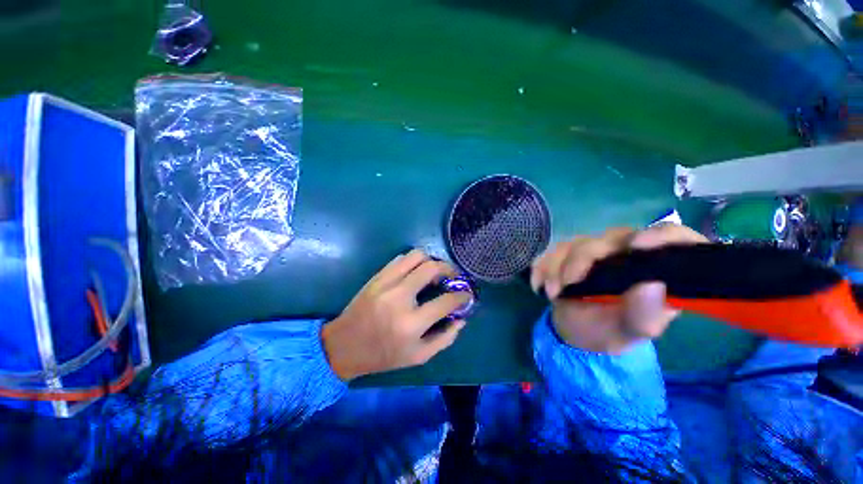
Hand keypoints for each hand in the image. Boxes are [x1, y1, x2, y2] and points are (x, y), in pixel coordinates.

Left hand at [322, 250, 470, 380]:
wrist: (344, 345)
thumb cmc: (383, 355)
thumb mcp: (418, 356)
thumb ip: (445, 338)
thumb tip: (461, 318)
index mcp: (411, 323)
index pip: (446, 301)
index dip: (462, 296)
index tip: (466, 294)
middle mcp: (399, 297)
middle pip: (431, 268)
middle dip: (449, 269)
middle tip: (453, 277)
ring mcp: (386, 283)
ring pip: (416, 256)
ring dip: (431, 261)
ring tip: (434, 272)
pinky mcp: (377, 277)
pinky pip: (401, 258)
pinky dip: (414, 261)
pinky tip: (415, 272)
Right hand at [530, 224, 708, 353]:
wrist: (573, 330)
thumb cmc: (606, 332)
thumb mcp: (627, 333)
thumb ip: (644, 315)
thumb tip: (653, 285)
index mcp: (656, 271)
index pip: (674, 239)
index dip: (662, 235)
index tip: (637, 245)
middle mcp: (628, 254)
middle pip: (611, 237)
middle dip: (582, 260)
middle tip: (567, 284)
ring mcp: (597, 251)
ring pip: (577, 242)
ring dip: (557, 266)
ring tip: (551, 293)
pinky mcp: (571, 253)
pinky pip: (553, 250)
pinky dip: (542, 266)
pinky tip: (539, 286)